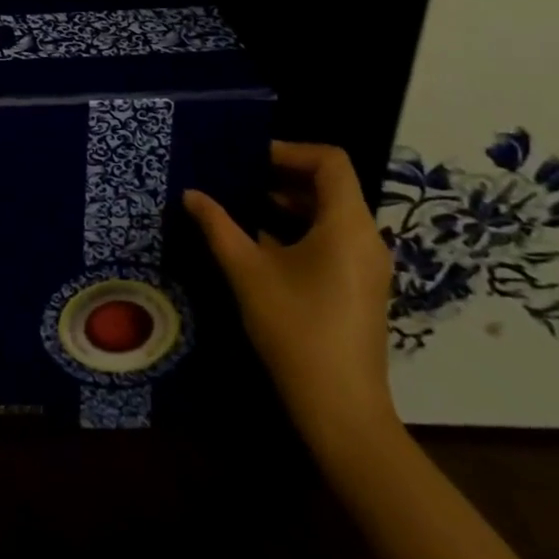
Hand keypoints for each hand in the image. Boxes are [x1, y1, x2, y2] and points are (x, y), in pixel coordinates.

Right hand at [183, 141, 395, 450]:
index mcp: (346, 224)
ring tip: (243, 206)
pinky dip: (300, 228)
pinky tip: (262, 244)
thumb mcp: (246, 270)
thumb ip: (218, 225)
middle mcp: (366, 237)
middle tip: (238, 177)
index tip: (249, 159)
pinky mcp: (361, 286)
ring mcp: (367, 264)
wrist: (341, 408)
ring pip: (332, 213)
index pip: (330, 161)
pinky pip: (334, 238)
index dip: (289, 150)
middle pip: (332, 184)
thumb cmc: (295, 328)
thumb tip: (191, 194)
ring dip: (289, 202)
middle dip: (284, 174)